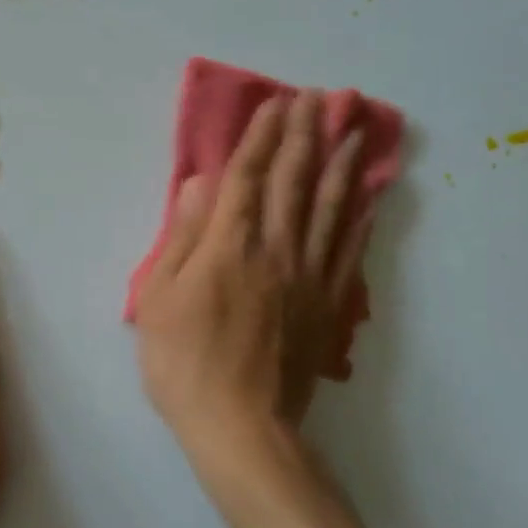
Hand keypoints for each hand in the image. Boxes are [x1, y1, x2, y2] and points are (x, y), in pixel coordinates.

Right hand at [134, 91, 375, 463]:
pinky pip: (348, 251)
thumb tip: (201, 183)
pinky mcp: (327, 305)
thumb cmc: (185, 363)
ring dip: (340, 165)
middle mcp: (276, 250)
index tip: (277, 103)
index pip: (249, 177)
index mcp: (231, 245)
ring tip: (353, 131)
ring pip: (328, 208)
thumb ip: (184, 237)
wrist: (242, 428)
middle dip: (305, 135)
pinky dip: (359, 219)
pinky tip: (367, 198)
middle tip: (319, 98)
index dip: (262, 137)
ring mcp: (308, 277)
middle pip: (294, 181)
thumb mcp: (160, 298)